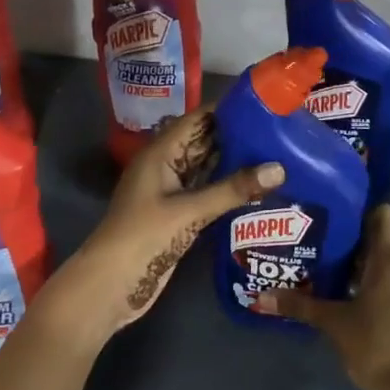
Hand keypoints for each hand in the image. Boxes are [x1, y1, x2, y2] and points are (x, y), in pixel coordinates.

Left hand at [48, 110, 283, 344]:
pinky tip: (256, 185)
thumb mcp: (189, 211)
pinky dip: (227, 187)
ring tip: (275, 151)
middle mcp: (166, 166)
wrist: (110, 285)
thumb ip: (233, 189)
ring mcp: (171, 192)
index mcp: (160, 153)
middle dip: (235, 135)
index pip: (197, 120)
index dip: (226, 110)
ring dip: (234, 161)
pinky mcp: (178, 215)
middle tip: (278, 129)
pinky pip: (206, 191)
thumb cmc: (143, 237)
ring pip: (206, 167)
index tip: (263, 104)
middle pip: (203, 142)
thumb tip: (280, 168)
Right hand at [259, 205, 389, 389]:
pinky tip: (346, 298)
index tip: (334, 210)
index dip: (360, 209)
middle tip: (317, 240)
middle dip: (351, 242)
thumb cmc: (373, 346)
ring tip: (325, 269)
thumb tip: (260, 296)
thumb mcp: (332, 322)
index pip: (382, 216)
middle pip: (380, 242)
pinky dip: (371, 288)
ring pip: (385, 267)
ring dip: (359, 267)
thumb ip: (298, 305)